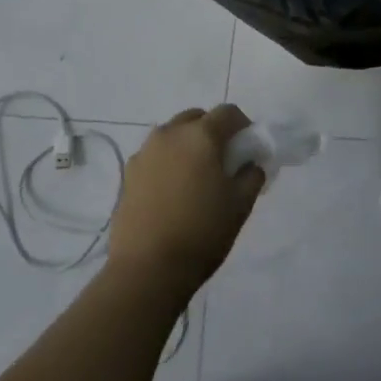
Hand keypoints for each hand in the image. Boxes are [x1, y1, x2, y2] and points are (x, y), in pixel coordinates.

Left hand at [108, 105, 264, 298]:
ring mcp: (144, 152)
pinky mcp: (128, 173)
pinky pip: (154, 156)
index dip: (243, 125)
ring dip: (187, 145)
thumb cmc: (202, 232)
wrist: (148, 267)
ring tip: (196, 177)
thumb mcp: (241, 205)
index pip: (228, 112)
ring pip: (172, 135)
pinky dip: (167, 162)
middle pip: (196, 118)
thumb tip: (250, 164)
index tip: (249, 147)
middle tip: (223, 160)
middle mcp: (169, 134)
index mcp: (200, 136)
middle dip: (212, 131)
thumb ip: (252, 176)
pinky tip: (172, 192)